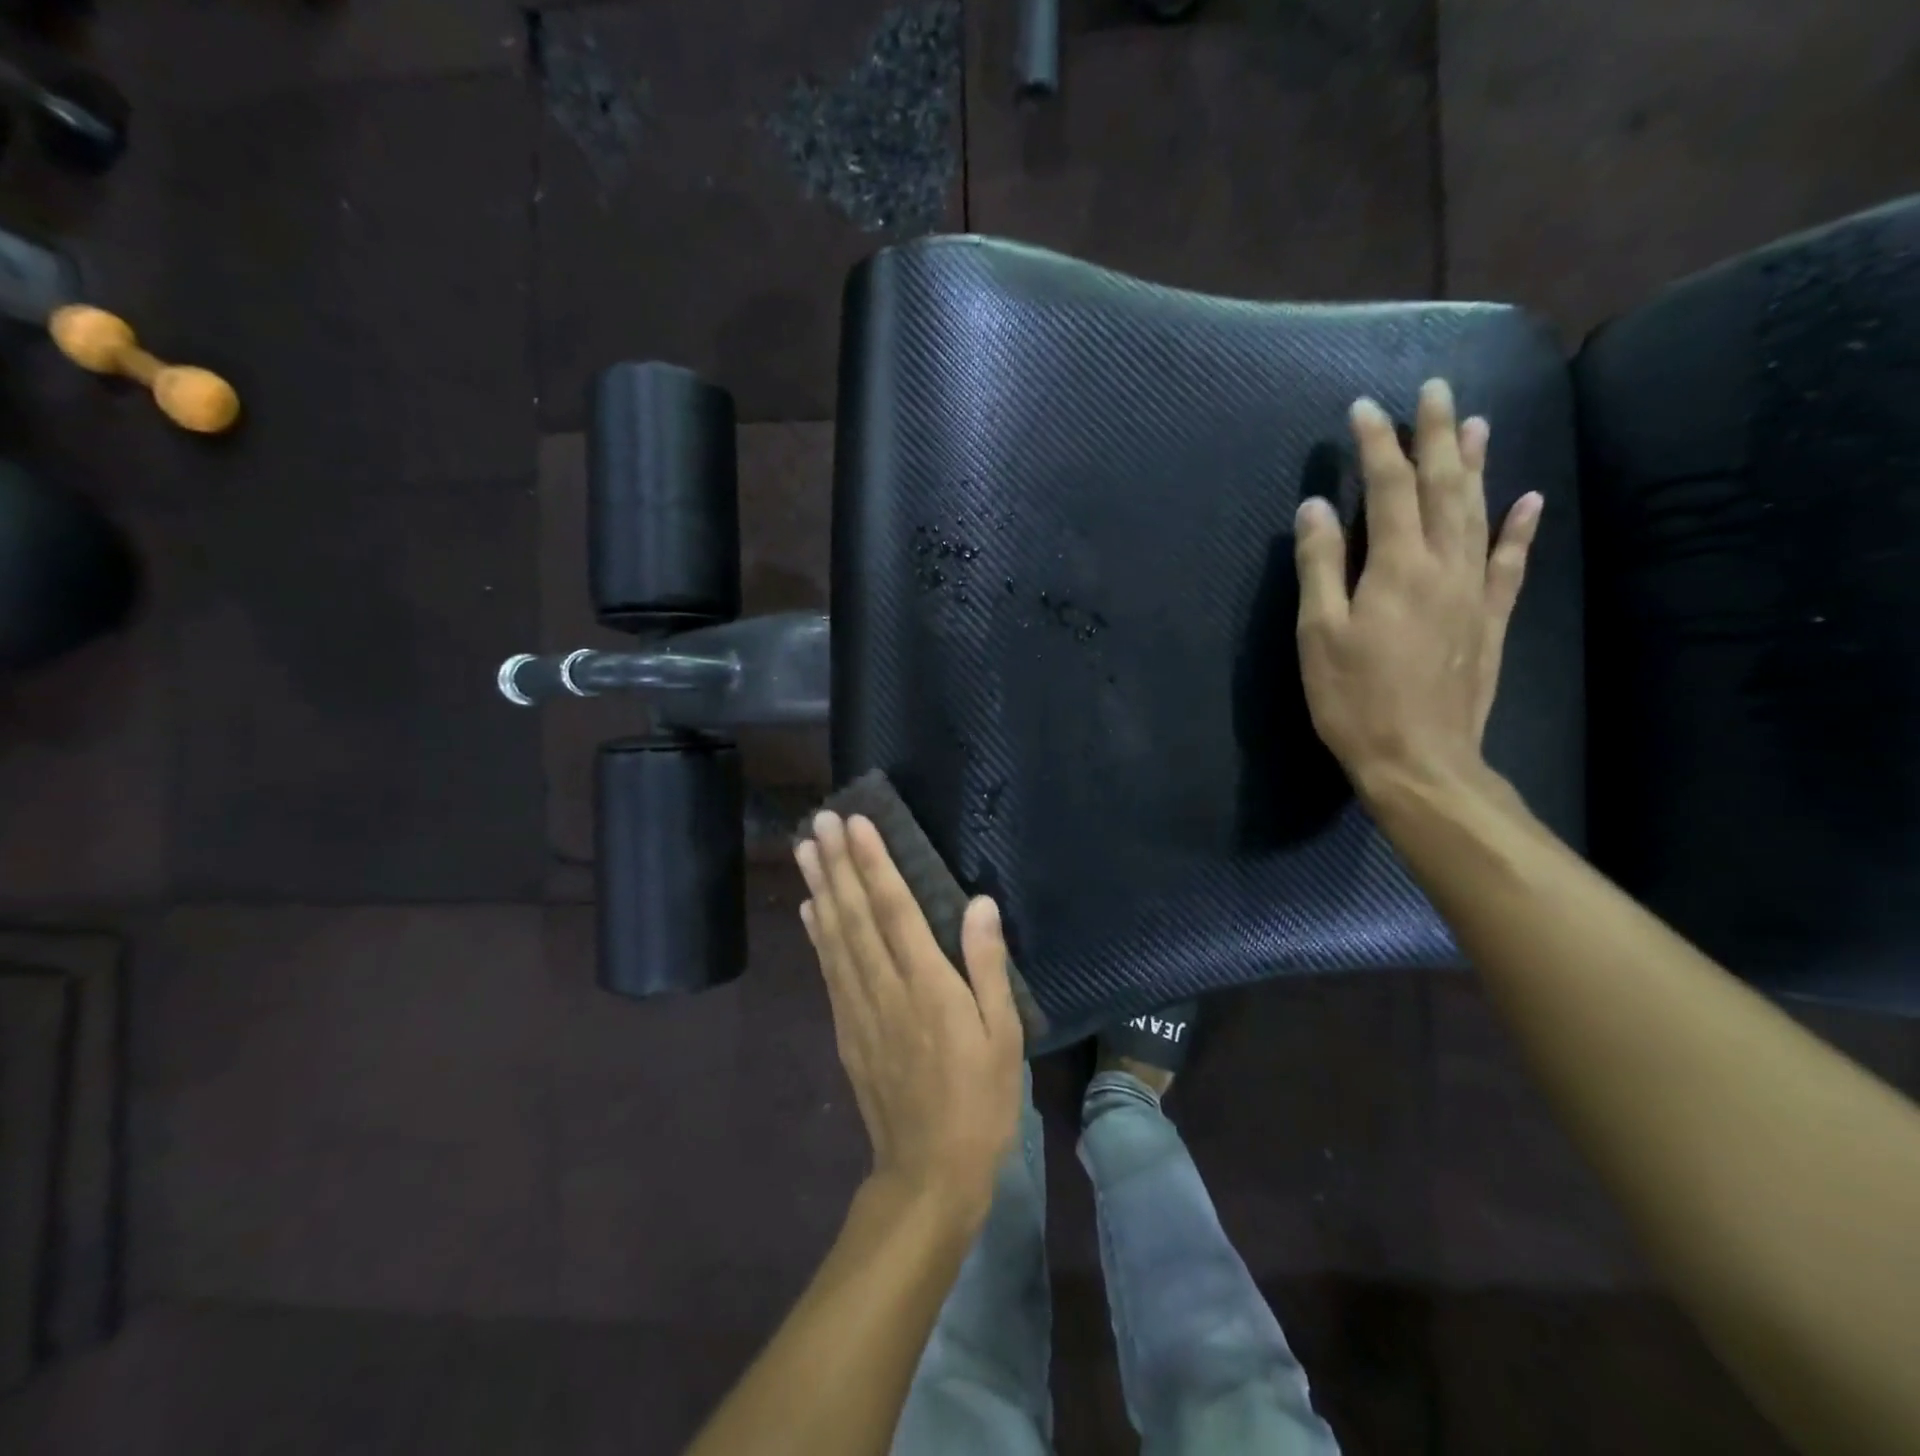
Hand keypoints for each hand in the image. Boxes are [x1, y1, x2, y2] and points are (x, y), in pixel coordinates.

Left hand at [795, 812, 1024, 1223]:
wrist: (927, 1173)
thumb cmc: (979, 1101)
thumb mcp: (1004, 1036)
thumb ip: (987, 967)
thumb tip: (980, 904)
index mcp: (927, 985)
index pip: (894, 909)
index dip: (874, 863)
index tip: (856, 824)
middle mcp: (885, 988)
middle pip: (854, 915)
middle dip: (837, 863)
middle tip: (819, 821)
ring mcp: (859, 1009)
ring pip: (834, 937)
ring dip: (819, 888)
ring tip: (805, 849)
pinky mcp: (846, 1030)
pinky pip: (828, 970)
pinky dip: (816, 934)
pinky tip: (810, 910)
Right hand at [1294, 378, 1543, 796]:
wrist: (1420, 759)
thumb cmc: (1354, 699)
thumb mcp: (1318, 634)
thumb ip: (1319, 567)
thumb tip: (1316, 507)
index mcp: (1397, 567)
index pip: (1389, 489)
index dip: (1377, 445)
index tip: (1364, 408)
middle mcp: (1445, 566)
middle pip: (1444, 488)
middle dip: (1436, 436)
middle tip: (1436, 389)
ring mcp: (1475, 592)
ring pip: (1480, 514)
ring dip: (1476, 466)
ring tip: (1476, 424)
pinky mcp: (1490, 620)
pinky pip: (1510, 563)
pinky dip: (1520, 528)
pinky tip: (1528, 500)